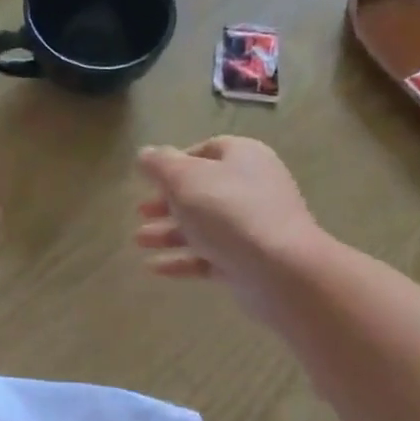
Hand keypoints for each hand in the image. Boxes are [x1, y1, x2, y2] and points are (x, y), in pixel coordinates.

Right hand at [133, 137, 326, 316]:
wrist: (280, 270)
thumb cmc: (228, 212)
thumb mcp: (184, 179)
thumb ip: (160, 165)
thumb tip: (145, 154)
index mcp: (243, 158)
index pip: (208, 151)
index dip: (176, 162)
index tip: (150, 179)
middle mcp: (252, 188)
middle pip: (202, 191)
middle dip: (168, 202)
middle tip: (141, 212)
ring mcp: (252, 227)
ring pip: (203, 226)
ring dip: (169, 232)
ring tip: (139, 241)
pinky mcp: (248, 262)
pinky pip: (209, 256)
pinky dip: (182, 260)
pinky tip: (154, 268)